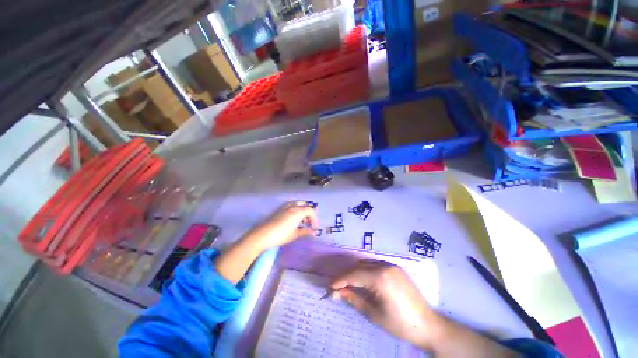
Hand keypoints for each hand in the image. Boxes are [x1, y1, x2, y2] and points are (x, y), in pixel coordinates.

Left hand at [248, 201, 317, 250]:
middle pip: (305, 205)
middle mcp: (293, 206)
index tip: (314, 227)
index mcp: (298, 211)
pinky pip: (292, 205)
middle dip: (309, 213)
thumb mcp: (295, 234)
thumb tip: (314, 232)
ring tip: (302, 221)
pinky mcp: (280, 208)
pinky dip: (296, 209)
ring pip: (298, 204)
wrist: (263, 234)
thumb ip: (306, 231)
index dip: (314, 219)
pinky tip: (294, 218)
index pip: (311, 211)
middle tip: (309, 223)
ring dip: (303, 211)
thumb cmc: (281, 235)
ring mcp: (286, 206)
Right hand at [330, 260, 437, 349]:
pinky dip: (366, 270)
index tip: (329, 287)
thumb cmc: (399, 324)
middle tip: (338, 287)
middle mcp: (384, 266)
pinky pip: (375, 264)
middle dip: (347, 276)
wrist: (428, 325)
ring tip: (350, 284)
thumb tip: (336, 292)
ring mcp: (391, 265)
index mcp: (380, 278)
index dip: (340, 280)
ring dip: (356, 272)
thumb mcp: (373, 314)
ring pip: (366, 263)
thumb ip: (353, 299)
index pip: (353, 275)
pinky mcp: (396, 268)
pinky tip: (365, 281)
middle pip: (358, 267)